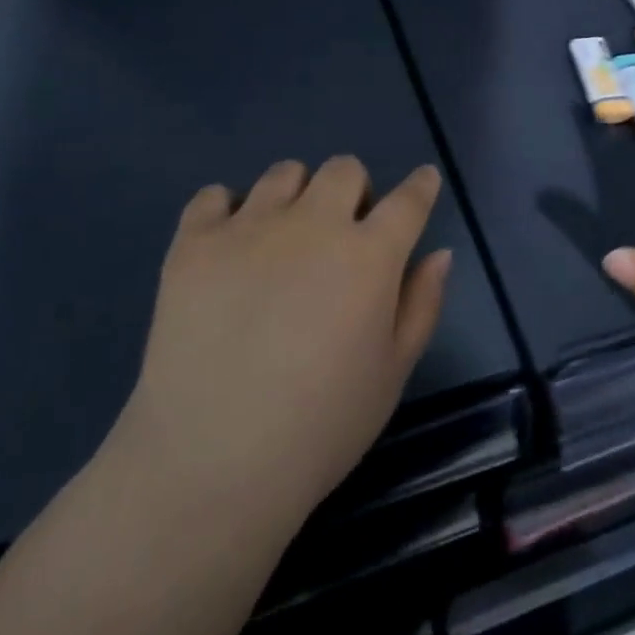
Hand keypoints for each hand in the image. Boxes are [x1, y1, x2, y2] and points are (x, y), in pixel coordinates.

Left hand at [118, 157, 451, 525]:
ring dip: (296, 196)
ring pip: (284, 173)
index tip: (423, 181)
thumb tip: (438, 253)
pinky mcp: (195, 242)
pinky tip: (228, 247)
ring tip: (282, 238)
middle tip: (342, 233)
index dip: (421, 186)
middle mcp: (313, 224)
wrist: (210, 465)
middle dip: (353, 191)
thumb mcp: (391, 375)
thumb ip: (422, 305)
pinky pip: (214, 194)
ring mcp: (250, 227)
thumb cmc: (319, 429)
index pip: (408, 200)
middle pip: (344, 169)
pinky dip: (226, 211)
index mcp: (369, 256)